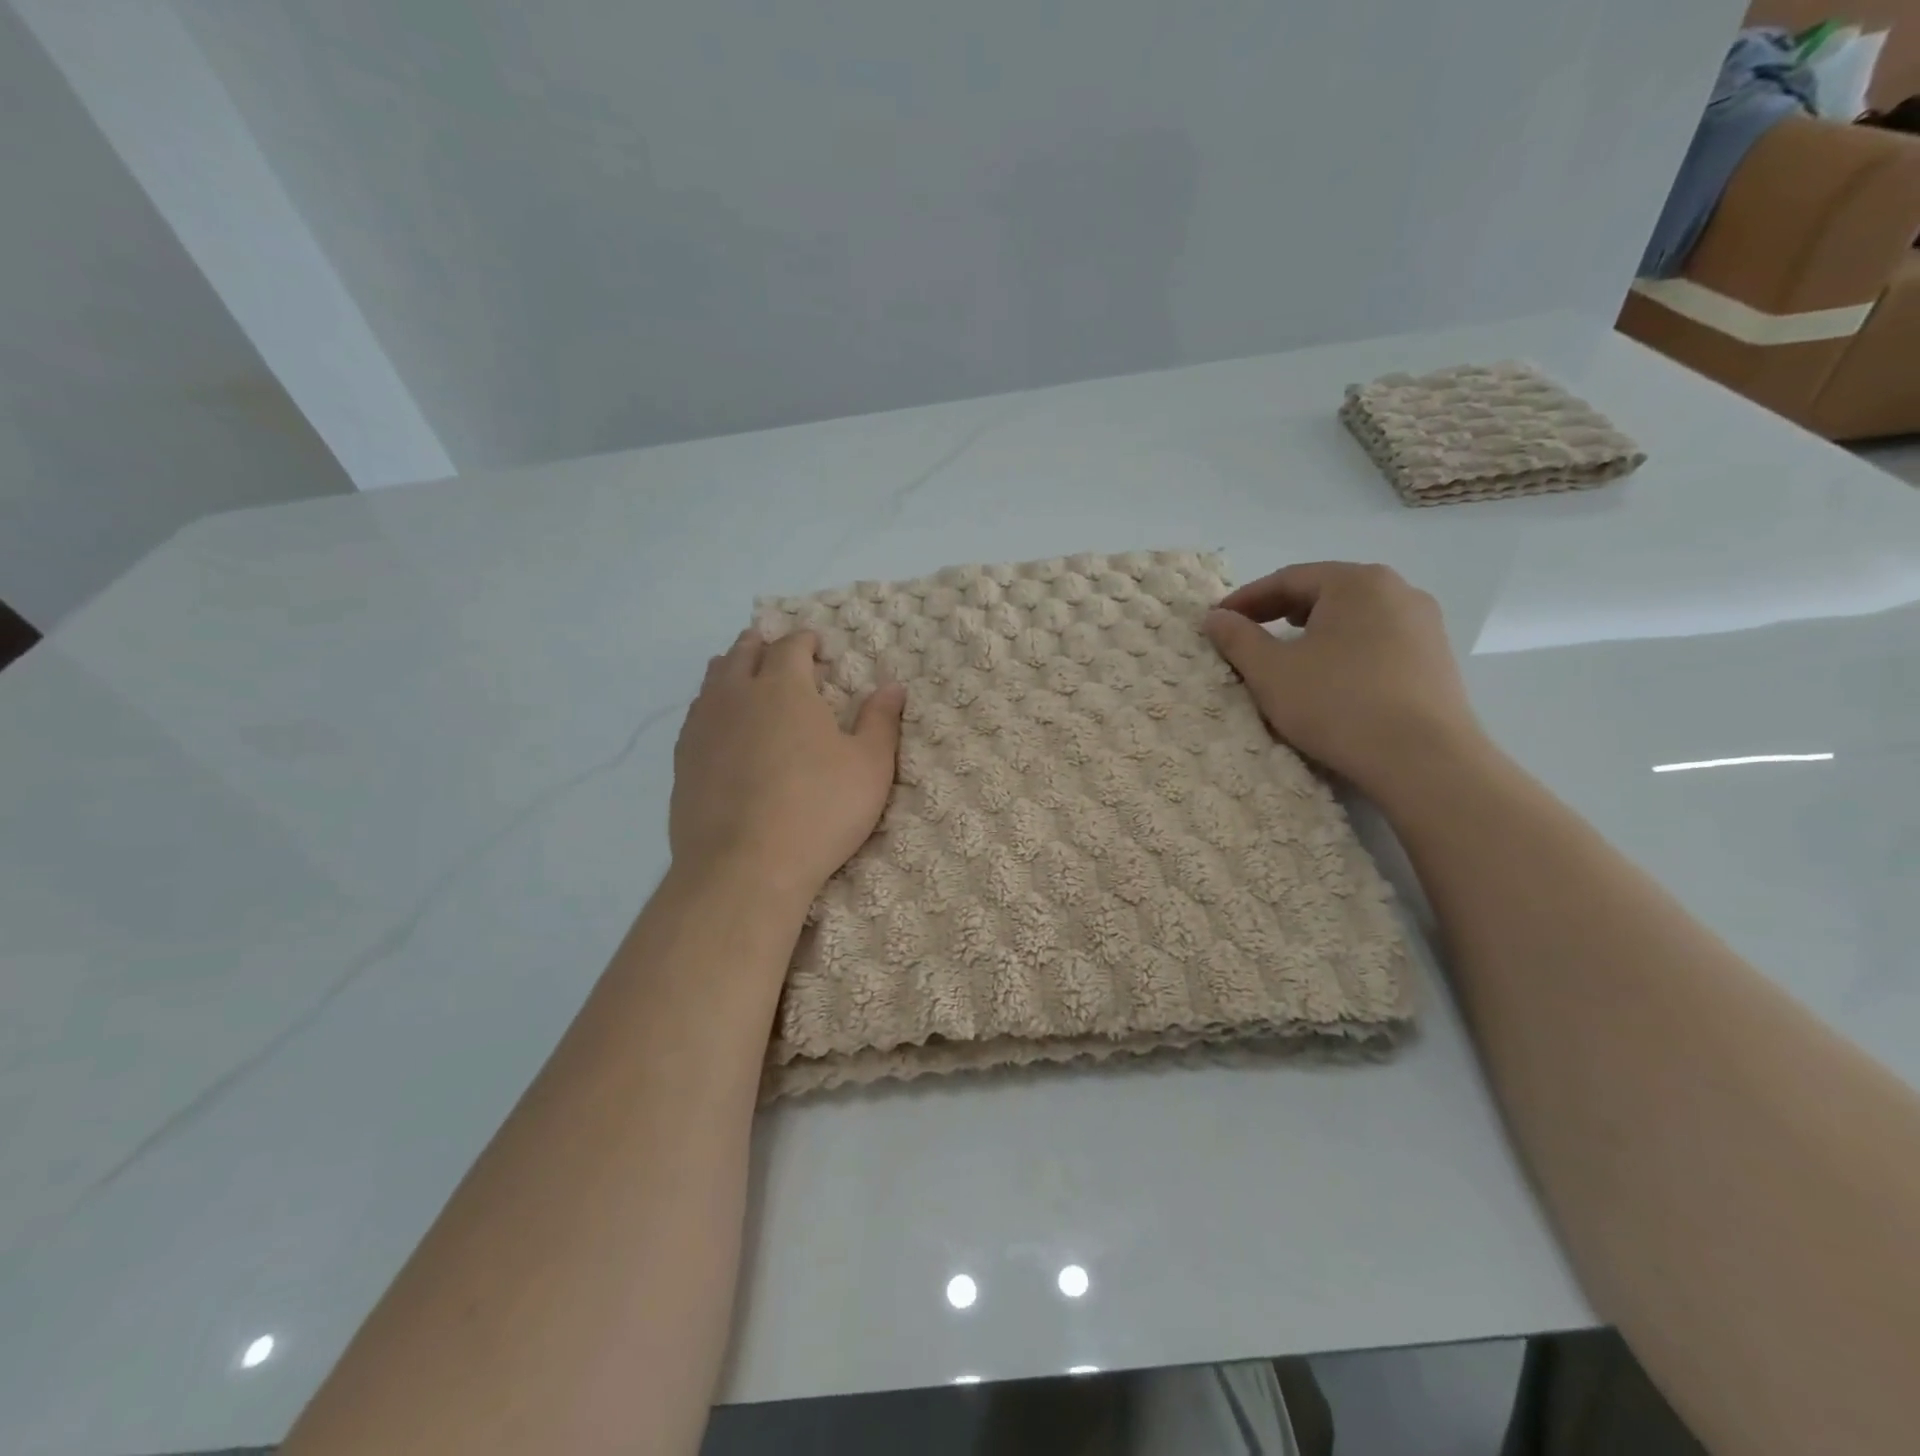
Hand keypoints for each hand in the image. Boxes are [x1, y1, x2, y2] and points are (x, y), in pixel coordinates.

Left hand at [670, 629, 905, 905]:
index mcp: (784, 687)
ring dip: (731, 668)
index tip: (816, 644)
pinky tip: (719, 723)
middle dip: (762, 644)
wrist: (743, 867)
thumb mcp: (869, 767)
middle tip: (774, 648)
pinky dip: (711, 705)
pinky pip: (696, 715)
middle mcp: (737, 695)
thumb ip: (880, 722)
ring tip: (743, 673)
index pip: (791, 645)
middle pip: (744, 653)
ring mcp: (703, 726)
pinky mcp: (683, 760)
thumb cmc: (818, 811)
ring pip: (713, 680)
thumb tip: (892, 687)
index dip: (805, 639)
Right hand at [1202, 562, 1484, 803]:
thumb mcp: (1271, 672)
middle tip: (1247, 635)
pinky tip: (1329, 678)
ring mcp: (1424, 624)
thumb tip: (1215, 617)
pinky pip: (1377, 641)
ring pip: (1353, 618)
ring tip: (1285, 657)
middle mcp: (1398, 590)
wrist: (1423, 760)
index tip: (1218, 621)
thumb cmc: (1337, 704)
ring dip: (1313, 633)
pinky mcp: (1436, 659)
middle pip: (1325, 593)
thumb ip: (1237, 638)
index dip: (1246, 600)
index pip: (1288, 579)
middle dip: (1279, 613)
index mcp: (1357, 582)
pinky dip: (1344, 650)